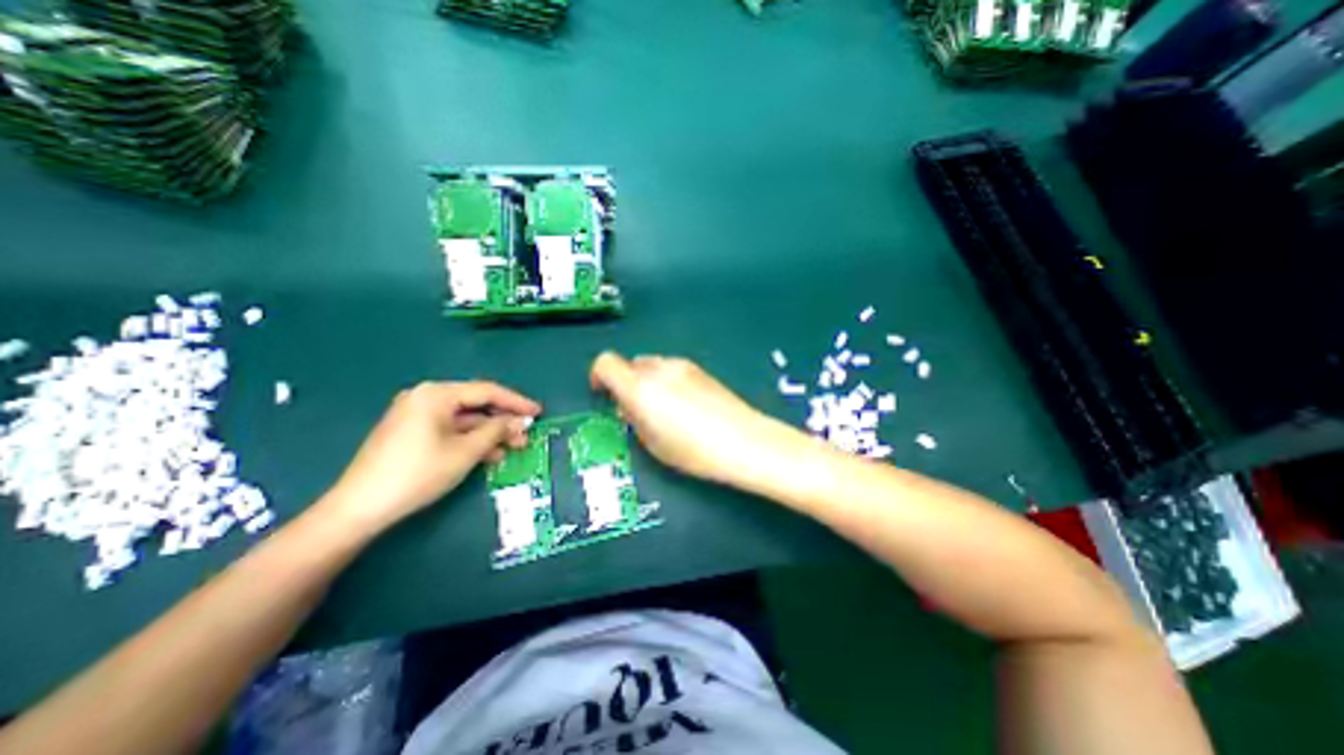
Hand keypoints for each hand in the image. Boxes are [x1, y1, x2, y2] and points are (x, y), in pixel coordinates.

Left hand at [325, 384, 539, 530]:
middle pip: (476, 405)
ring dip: (490, 433)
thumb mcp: (466, 451)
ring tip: (513, 448)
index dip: (516, 402)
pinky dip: (471, 440)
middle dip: (503, 421)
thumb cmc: (418, 473)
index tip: (538, 412)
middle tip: (526, 436)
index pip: (487, 391)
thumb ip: (497, 431)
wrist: (359, 507)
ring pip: (465, 419)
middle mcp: (426, 397)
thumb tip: (519, 421)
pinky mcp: (411, 432)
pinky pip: (450, 430)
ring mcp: (416, 415)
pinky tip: (489, 454)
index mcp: (437, 394)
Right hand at [588, 351, 788, 487]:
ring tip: (663, 410)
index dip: (598, 376)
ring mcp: (682, 366)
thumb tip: (630, 406)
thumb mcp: (652, 443)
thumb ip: (634, 418)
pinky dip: (667, 382)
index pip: (605, 362)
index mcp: (639, 387)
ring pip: (652, 366)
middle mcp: (658, 368)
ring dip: (647, 382)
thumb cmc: (693, 451)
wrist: (743, 441)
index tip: (603, 395)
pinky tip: (685, 406)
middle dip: (626, 383)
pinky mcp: (700, 369)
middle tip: (636, 410)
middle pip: (630, 364)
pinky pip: (672, 369)